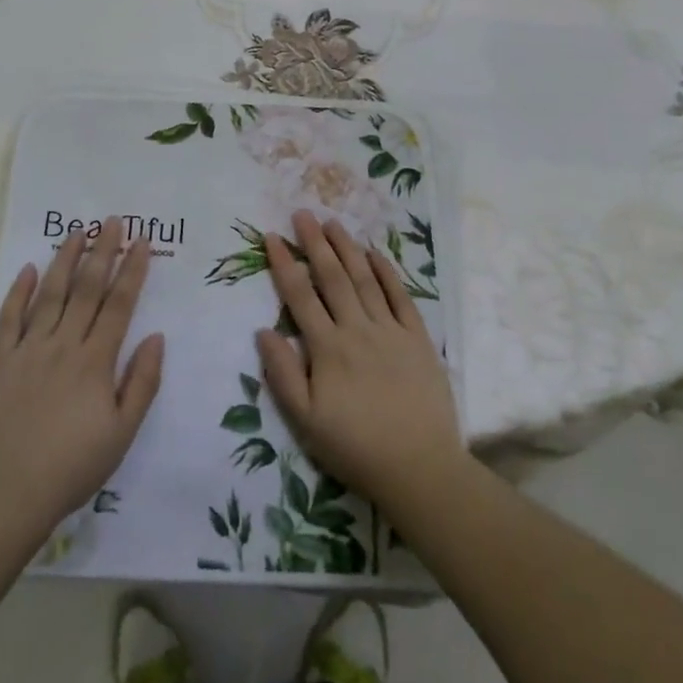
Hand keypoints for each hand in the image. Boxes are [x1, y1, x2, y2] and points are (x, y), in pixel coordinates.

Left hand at [0, 223, 164, 546]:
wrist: (8, 495)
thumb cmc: (73, 467)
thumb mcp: (122, 434)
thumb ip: (142, 383)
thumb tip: (157, 336)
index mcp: (95, 361)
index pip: (119, 304)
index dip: (132, 270)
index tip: (142, 241)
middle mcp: (64, 344)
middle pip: (87, 288)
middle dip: (103, 251)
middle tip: (113, 221)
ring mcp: (28, 349)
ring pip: (50, 293)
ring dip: (66, 259)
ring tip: (78, 231)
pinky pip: (9, 317)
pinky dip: (19, 290)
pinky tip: (29, 268)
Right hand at [255, 211, 467, 520]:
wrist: (420, 468)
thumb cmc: (356, 448)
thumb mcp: (306, 422)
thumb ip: (283, 374)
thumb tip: (263, 330)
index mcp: (327, 348)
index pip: (300, 296)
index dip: (284, 264)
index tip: (271, 236)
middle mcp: (357, 329)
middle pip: (332, 277)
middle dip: (315, 242)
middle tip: (302, 213)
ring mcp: (390, 330)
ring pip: (364, 279)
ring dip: (347, 248)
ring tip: (333, 222)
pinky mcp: (418, 338)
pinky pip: (400, 296)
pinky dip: (387, 272)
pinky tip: (375, 253)